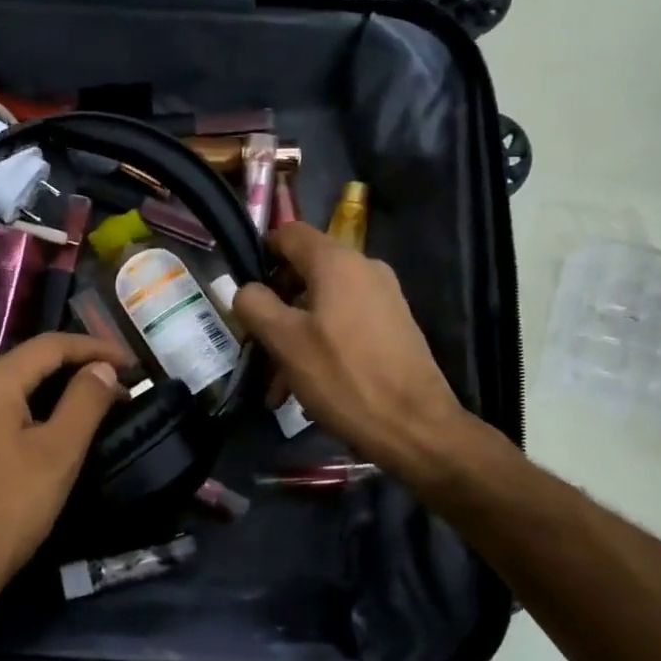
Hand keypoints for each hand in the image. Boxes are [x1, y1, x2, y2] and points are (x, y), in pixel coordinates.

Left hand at [0, 333, 126, 607]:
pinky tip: (63, 424)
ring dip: (62, 387)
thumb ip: (85, 402)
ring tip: (102, 399)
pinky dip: (41, 407)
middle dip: (81, 365)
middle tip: (122, 380)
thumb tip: (103, 368)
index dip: (97, 348)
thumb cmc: (9, 506)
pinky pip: (8, 408)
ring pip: (22, 385)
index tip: (134, 364)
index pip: (52, 345)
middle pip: (34, 360)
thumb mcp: (58, 452)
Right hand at [234, 223, 504, 488]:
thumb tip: (247, 290)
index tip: (244, 290)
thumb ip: (255, 305)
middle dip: (275, 309)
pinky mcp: (393, 327)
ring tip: (277, 386)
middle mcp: (365, 269)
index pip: (289, 234)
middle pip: (305, 272)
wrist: (416, 427)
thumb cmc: (344, 377)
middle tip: (256, 347)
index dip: (261, 254)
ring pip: (322, 305)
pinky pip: (344, 324)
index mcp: (337, 262)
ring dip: (294, 338)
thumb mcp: (285, 341)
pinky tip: (306, 388)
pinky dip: (320, 346)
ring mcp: (383, 298)